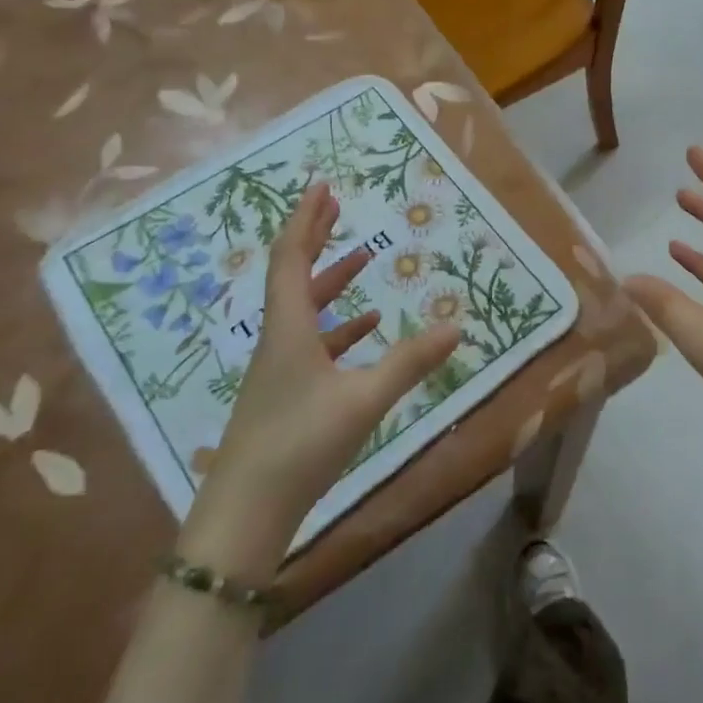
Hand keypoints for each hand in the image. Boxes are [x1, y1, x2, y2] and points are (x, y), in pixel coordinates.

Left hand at [215, 182, 459, 503]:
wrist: (245, 515)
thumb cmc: (300, 445)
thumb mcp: (364, 400)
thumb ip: (410, 362)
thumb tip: (457, 326)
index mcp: (289, 328)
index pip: (290, 258)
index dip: (305, 220)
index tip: (322, 188)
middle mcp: (278, 339)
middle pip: (292, 274)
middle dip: (314, 237)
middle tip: (337, 207)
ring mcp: (279, 368)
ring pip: (304, 309)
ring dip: (330, 280)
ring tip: (363, 259)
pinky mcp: (284, 394)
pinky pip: (312, 342)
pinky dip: (338, 326)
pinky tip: (364, 329)